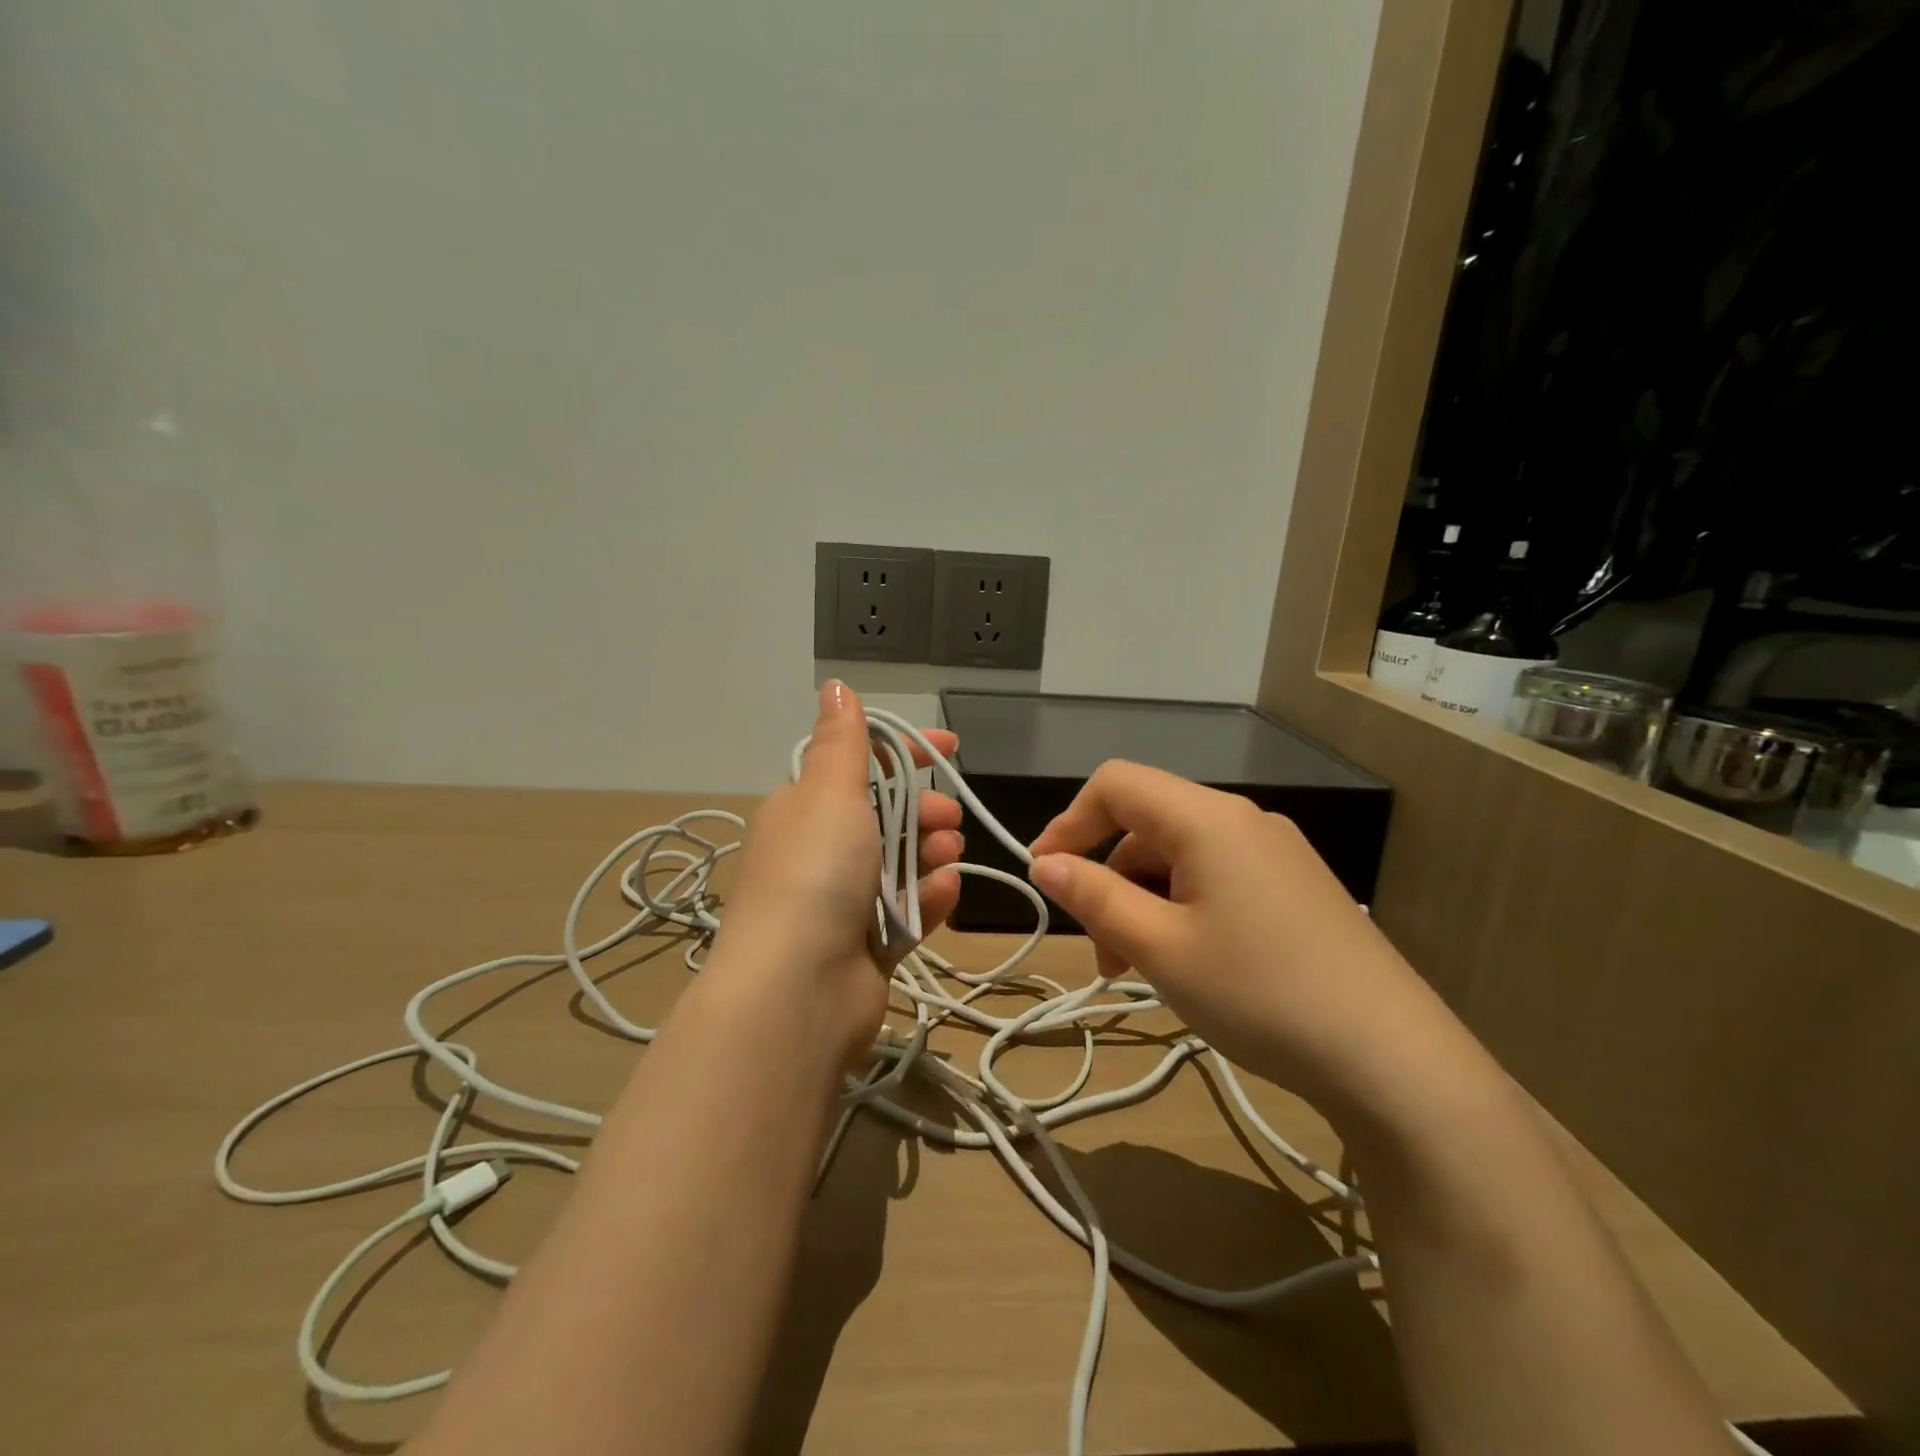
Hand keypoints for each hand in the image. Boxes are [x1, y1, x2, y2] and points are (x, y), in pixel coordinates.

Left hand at [706, 682, 963, 1064]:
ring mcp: (842, 901)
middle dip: (925, 809)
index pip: (859, 766)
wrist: (798, 988)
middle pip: (886, 816)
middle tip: (949, 817)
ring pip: (901, 862)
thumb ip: (842, 741)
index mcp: (803, 808)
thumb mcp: (829, 791)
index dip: (906, 752)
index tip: (951, 747)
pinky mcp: (867, 944)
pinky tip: (946, 891)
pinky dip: (929, 897)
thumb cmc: (815, 872)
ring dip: (931, 851)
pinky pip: (908, 910)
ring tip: (949, 854)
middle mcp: (819, 851)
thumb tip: (835, 686)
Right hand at [1027, 761, 1458, 1116]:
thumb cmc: (1260, 993)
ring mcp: (1276, 852)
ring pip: (1181, 855)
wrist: (1394, 1060)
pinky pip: (1218, 877)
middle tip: (1100, 951)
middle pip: (1148, 822)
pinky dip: (1183, 908)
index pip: (1116, 784)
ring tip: (1140, 969)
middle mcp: (1243, 820)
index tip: (1045, 877)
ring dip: (1144, 900)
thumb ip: (1095, 896)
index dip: (1069, 822)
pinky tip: (1190, 963)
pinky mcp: (1296, 887)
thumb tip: (1046, 864)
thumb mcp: (1160, 948)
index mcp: (1207, 818)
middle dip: (1108, 877)